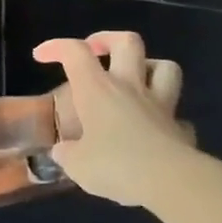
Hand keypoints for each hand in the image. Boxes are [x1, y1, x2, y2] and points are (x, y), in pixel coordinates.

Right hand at [33, 31, 194, 209]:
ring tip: (133, 79)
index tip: (40, 56)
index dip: (56, 47)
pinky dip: (165, 116)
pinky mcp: (181, 129)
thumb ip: (67, 153)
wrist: (171, 182)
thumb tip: (63, 152)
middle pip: (127, 42)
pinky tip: (155, 128)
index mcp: (97, 90)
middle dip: (108, 40)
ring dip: (148, 66)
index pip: (74, 52)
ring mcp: (160, 106)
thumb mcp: (77, 165)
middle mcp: (129, 88)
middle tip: (94, 51)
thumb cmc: (115, 165)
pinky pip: (176, 114)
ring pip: (165, 67)